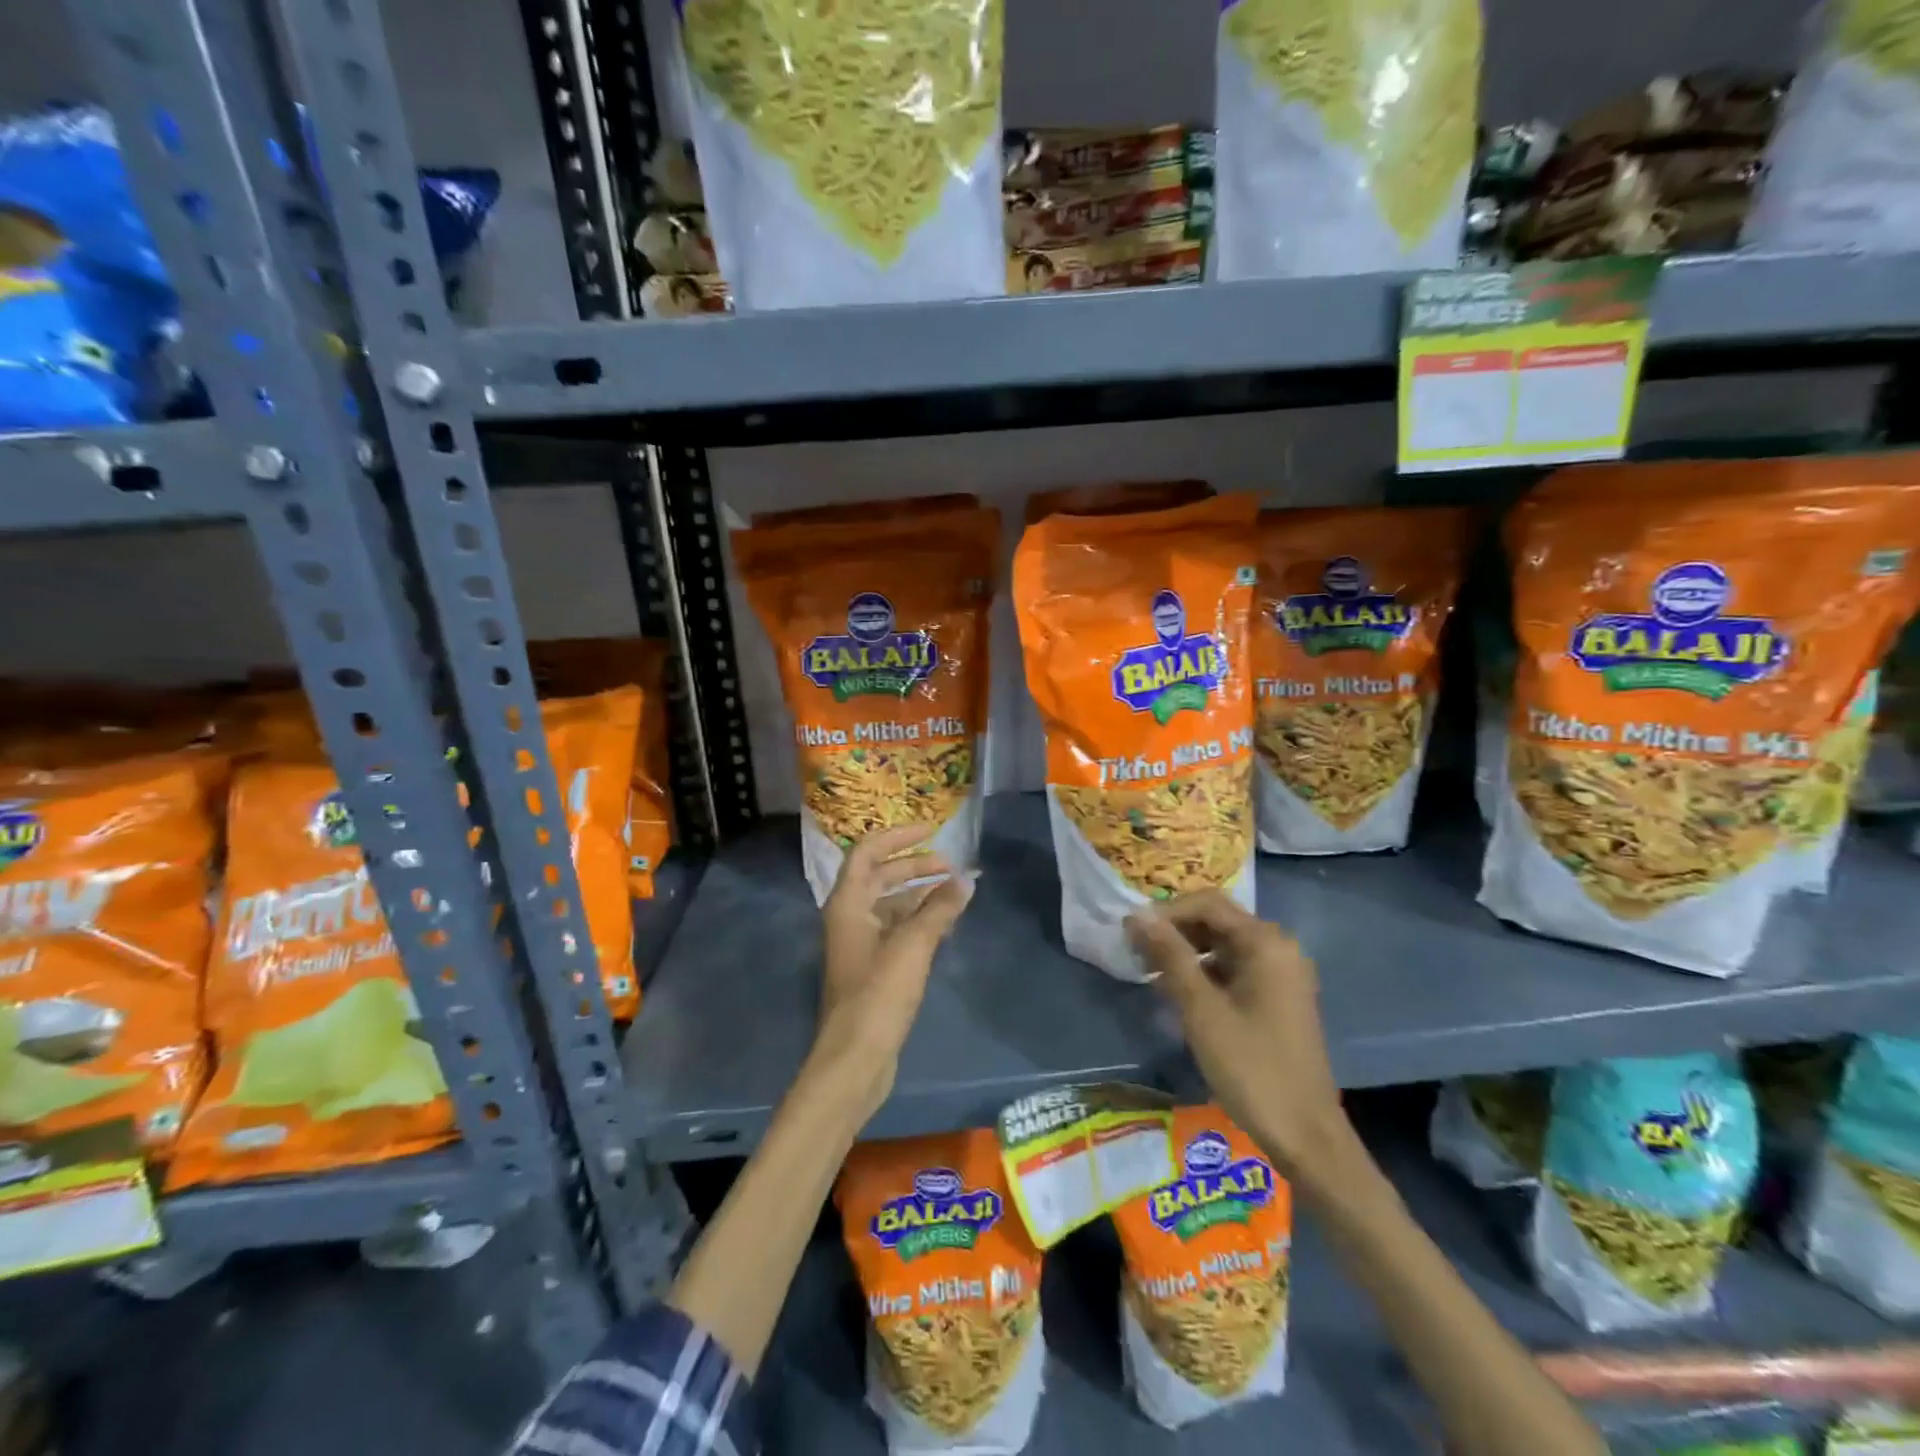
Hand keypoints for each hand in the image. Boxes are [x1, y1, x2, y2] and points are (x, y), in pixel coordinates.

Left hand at [809, 822, 973, 1122]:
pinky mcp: (871, 968)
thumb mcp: (913, 945)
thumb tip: (966, 879)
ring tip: (955, 893)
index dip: (898, 836)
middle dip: (915, 866)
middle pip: (881, 877)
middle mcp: (848, 917)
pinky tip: (945, 926)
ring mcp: (859, 944)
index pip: (868, 852)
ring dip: (920, 894)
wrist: (855, 1057)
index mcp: (848, 903)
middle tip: (952, 867)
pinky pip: (896, 930)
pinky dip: (918, 921)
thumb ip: (940, 908)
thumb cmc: (879, 993)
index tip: (931, 830)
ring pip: (890, 904)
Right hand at [1126, 890, 1349, 1177]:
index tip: (1130, 932)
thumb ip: (1169, 956)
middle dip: (1174, 930)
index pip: (1207, 904)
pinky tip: (1178, 992)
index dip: (1165, 913)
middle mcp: (1279, 948)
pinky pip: (1235, 967)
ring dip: (1187, 951)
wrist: (1306, 1135)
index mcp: (1267, 943)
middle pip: (1217, 920)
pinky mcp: (1279, 997)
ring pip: (1224, 944)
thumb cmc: (1251, 1067)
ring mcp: (1282, 974)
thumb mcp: (1202, 1009)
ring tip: (1151, 972)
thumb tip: (1137, 915)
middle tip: (1136, 952)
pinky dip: (1205, 972)